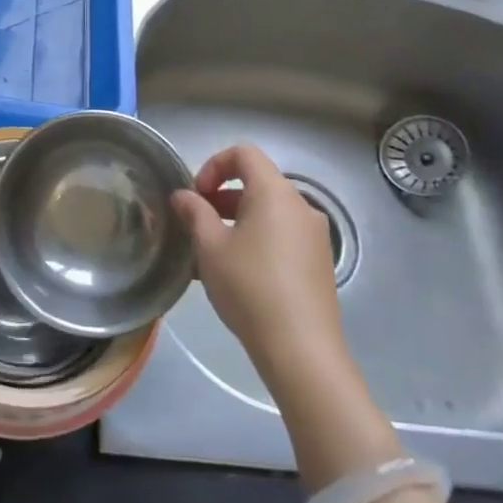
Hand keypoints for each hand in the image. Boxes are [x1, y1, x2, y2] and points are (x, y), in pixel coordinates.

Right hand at [172, 144, 345, 376]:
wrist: (301, 349)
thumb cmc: (249, 287)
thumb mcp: (210, 247)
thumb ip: (194, 213)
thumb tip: (183, 196)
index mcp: (275, 193)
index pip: (244, 154)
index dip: (213, 165)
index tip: (196, 195)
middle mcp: (301, 206)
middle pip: (257, 183)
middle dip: (221, 197)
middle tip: (196, 224)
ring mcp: (315, 236)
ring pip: (268, 213)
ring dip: (236, 221)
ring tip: (210, 254)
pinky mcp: (319, 263)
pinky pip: (282, 236)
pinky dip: (256, 240)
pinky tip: (235, 274)